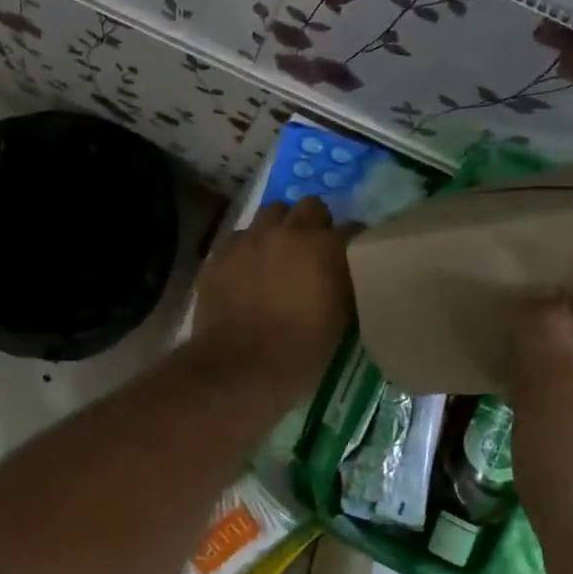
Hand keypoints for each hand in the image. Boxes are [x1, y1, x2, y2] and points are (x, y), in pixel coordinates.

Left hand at [192, 198, 353, 399]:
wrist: (242, 366)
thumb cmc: (301, 351)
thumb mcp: (340, 318)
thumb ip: (342, 281)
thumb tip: (341, 270)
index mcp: (325, 246)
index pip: (351, 228)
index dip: (352, 242)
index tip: (351, 256)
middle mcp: (288, 231)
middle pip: (308, 207)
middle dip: (313, 223)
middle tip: (312, 250)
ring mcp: (249, 238)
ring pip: (270, 214)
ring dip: (279, 228)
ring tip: (277, 254)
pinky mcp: (220, 252)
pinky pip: (239, 236)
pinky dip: (248, 247)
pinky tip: (247, 269)